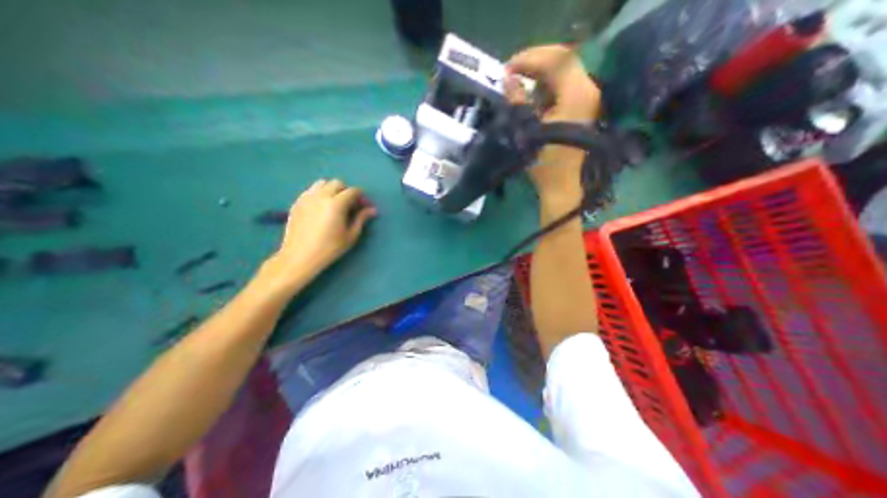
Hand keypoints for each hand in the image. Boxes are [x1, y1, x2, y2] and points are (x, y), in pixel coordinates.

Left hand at [261, 178, 377, 290]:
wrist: (299, 256)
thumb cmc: (329, 248)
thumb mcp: (350, 236)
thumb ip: (361, 219)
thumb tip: (372, 210)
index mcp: (336, 204)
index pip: (353, 191)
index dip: (361, 197)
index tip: (364, 206)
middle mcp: (321, 195)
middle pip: (338, 183)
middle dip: (346, 191)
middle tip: (350, 205)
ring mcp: (307, 197)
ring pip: (322, 183)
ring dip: (332, 189)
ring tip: (334, 203)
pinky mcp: (297, 202)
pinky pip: (311, 190)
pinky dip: (319, 193)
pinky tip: (321, 207)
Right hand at [505, 42, 603, 209]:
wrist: (563, 187)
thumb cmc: (545, 163)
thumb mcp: (527, 129)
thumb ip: (518, 99)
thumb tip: (508, 78)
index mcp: (576, 94)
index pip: (556, 58)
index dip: (529, 57)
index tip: (508, 69)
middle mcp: (588, 90)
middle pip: (562, 59)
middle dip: (534, 61)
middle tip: (512, 72)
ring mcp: (589, 97)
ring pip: (564, 69)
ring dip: (540, 72)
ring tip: (520, 83)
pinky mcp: (585, 106)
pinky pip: (566, 83)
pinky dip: (548, 83)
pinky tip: (534, 96)